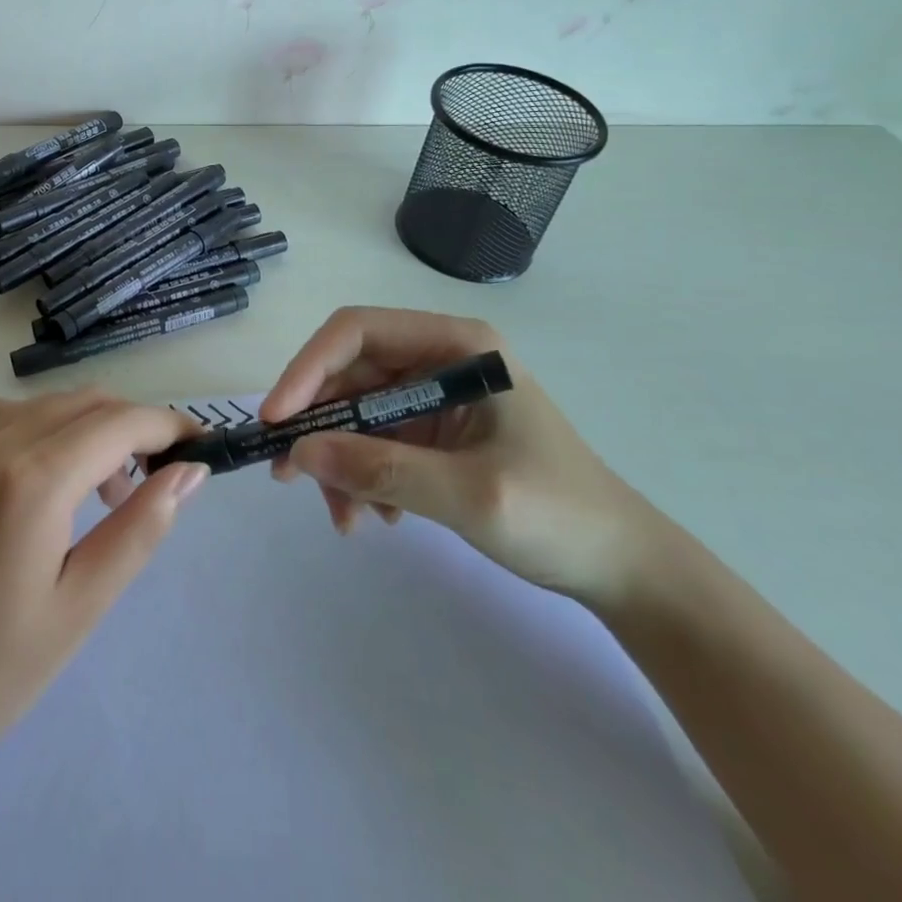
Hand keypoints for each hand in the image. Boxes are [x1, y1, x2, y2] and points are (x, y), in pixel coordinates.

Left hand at [0, 389, 206, 777]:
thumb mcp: (79, 608)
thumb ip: (139, 528)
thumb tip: (188, 473)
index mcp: (32, 481)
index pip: (119, 423)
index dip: (168, 425)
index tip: (201, 446)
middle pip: (87, 403)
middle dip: (134, 426)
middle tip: (159, 477)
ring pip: (49, 404)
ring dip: (92, 426)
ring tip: (108, 489)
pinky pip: (9, 416)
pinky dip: (47, 426)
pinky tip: (51, 475)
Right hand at [261, 307, 661, 607]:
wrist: (624, 570)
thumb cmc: (561, 517)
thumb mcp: (470, 494)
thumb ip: (381, 469)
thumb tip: (297, 453)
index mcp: (457, 346)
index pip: (358, 331)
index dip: (309, 367)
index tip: (278, 418)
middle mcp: (439, 359)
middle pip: (349, 373)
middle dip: (318, 425)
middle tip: (288, 476)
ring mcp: (433, 395)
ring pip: (354, 411)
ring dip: (337, 460)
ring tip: (344, 517)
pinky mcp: (431, 431)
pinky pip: (372, 440)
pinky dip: (359, 475)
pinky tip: (375, 516)